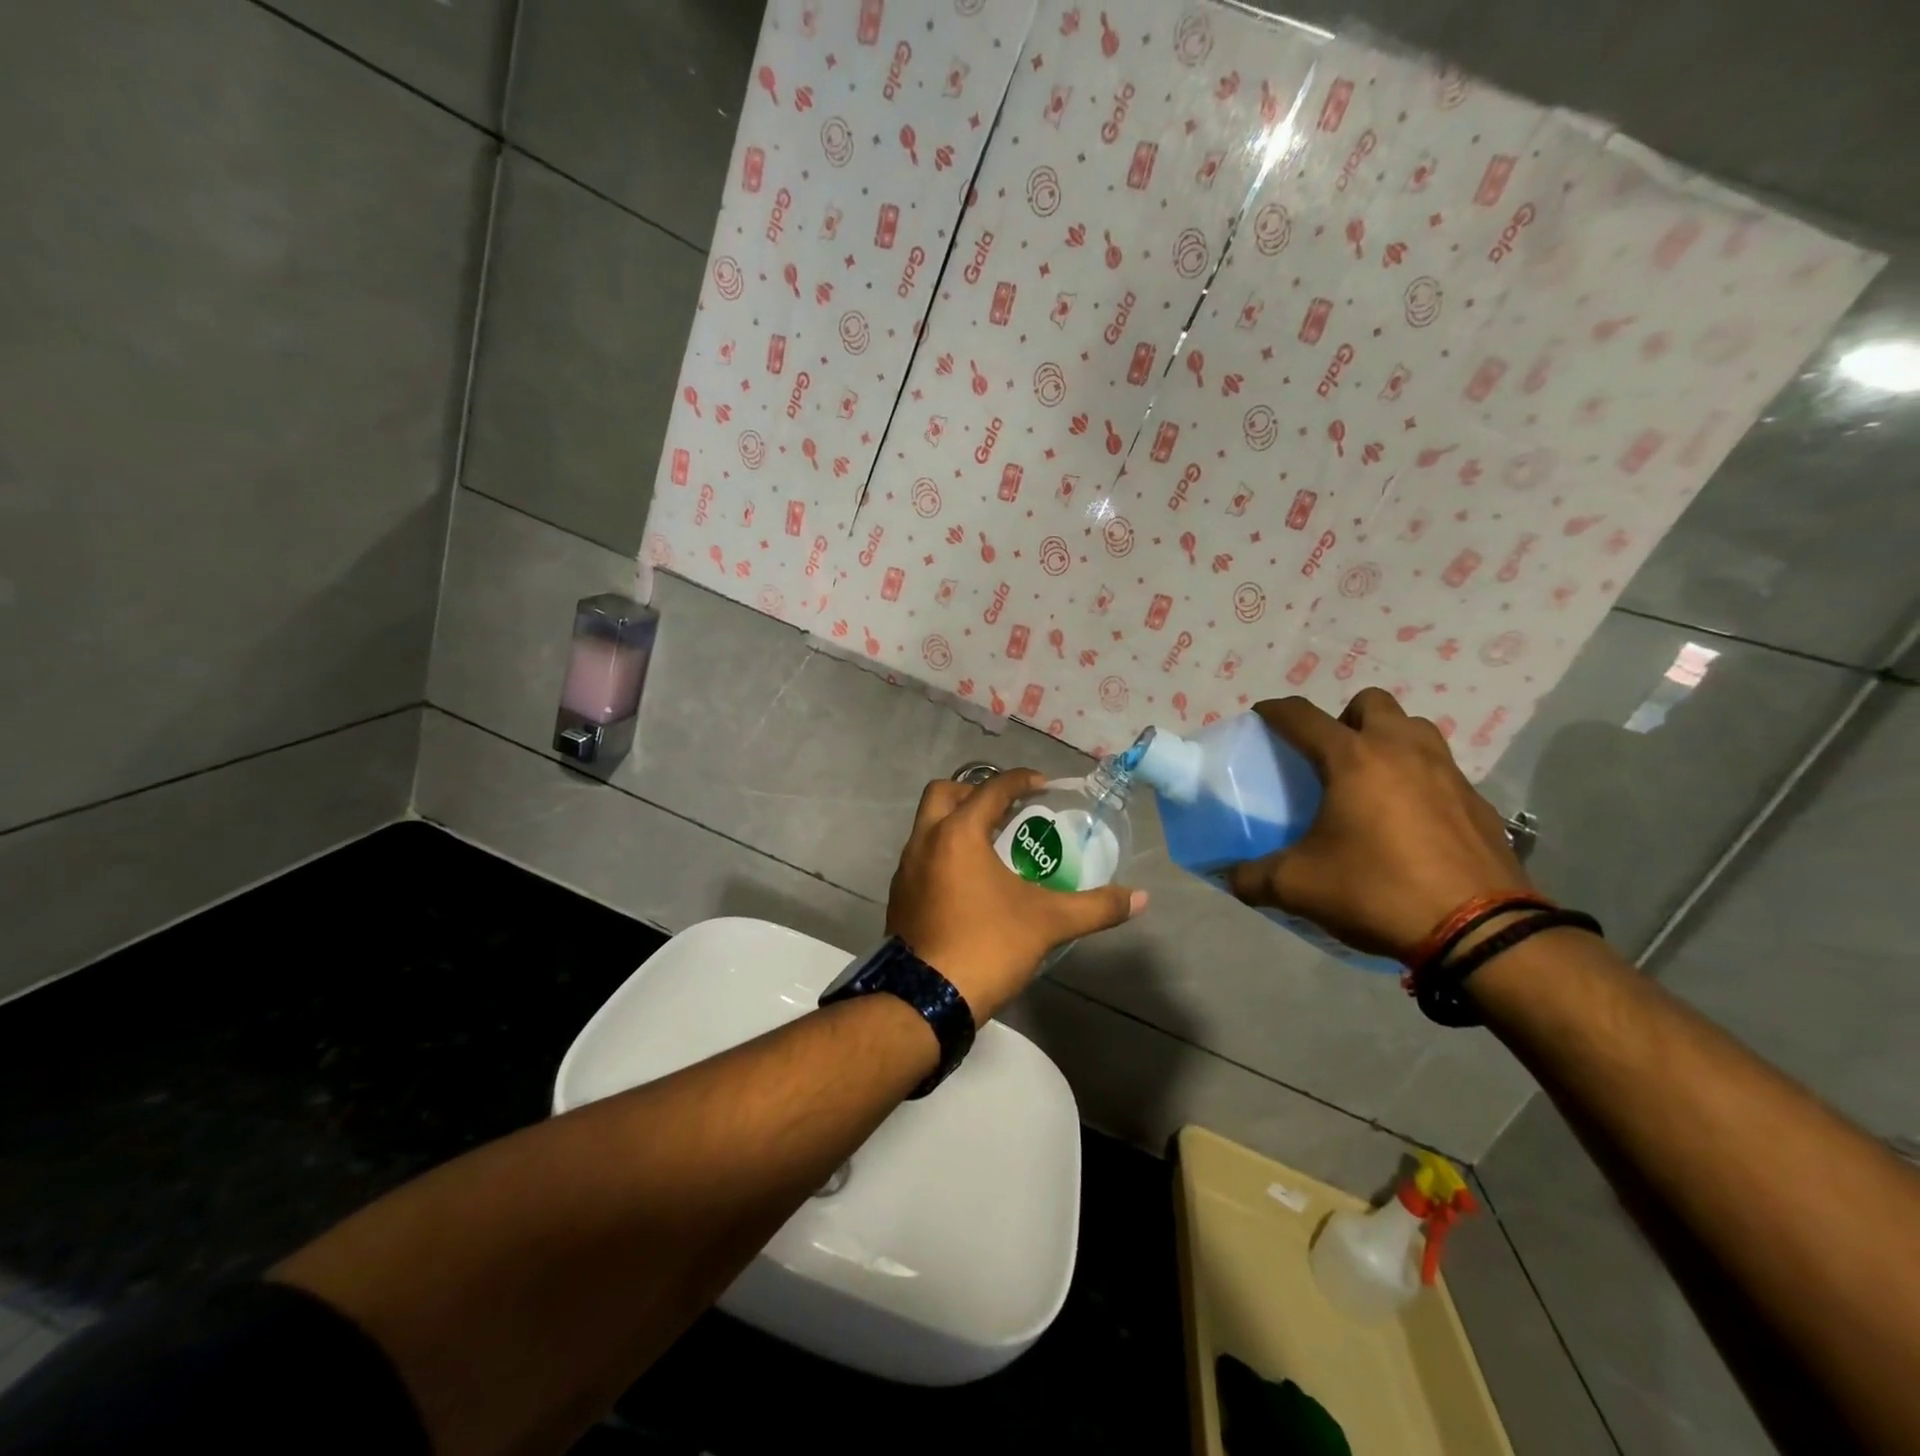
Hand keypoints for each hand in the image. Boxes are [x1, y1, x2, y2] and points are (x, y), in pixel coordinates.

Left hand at [888, 769, 1145, 1023]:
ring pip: (928, 825)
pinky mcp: (899, 895)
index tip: (1043, 786)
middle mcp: (924, 840)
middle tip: (1006, 811)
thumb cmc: (988, 946)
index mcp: (958, 833)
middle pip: (944, 793)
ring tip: (992, 845)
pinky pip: (921, 856)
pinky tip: (969, 882)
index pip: (991, 789)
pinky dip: (944, 853)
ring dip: (956, 823)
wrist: (927, 999)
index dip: (1020, 780)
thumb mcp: (1048, 923)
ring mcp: (906, 869)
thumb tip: (1140, 899)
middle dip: (974, 792)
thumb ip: (1095, 907)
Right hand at [1224, 689, 1530, 959]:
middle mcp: (1402, 751)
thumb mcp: (1299, 887)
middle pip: (1370, 703)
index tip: (1262, 715)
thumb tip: (1231, 877)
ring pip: (1413, 729)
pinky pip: (1441, 770)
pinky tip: (1408, 820)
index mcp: (1353, 759)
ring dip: (1388, 740)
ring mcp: (1447, 773)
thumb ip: (1253, 877)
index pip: (1303, 716)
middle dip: (1344, 718)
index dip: (1276, 711)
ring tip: (1371, 781)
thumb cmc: (1378, 891)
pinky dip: (1418, 779)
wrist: (1480, 931)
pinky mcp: (1478, 803)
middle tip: (1329, 757)